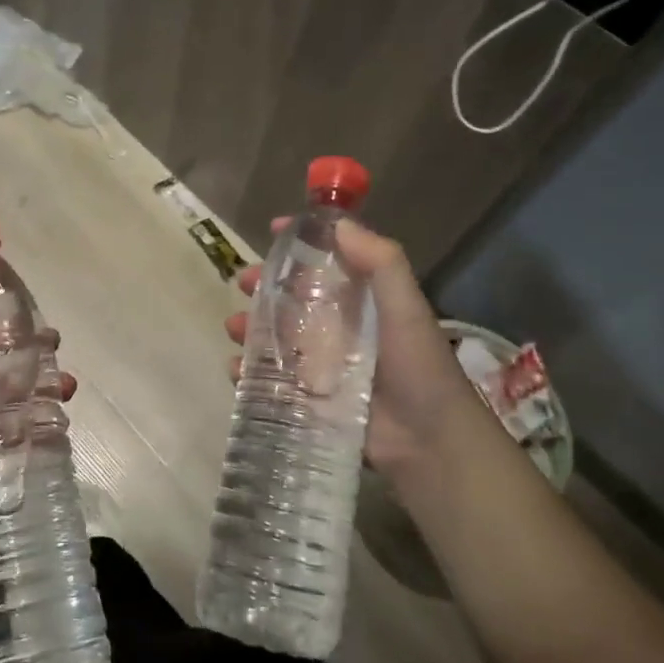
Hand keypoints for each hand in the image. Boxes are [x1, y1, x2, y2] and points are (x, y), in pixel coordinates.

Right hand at [224, 218, 500, 493]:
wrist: (429, 439)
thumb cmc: (418, 364)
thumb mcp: (406, 305)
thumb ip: (381, 261)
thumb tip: (339, 223)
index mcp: (361, 300)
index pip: (327, 262)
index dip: (301, 243)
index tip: (273, 229)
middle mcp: (338, 327)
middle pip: (292, 298)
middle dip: (264, 287)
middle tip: (244, 283)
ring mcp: (321, 364)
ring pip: (276, 337)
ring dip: (251, 328)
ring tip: (234, 327)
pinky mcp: (310, 398)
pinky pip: (272, 380)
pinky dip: (249, 374)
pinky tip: (236, 370)